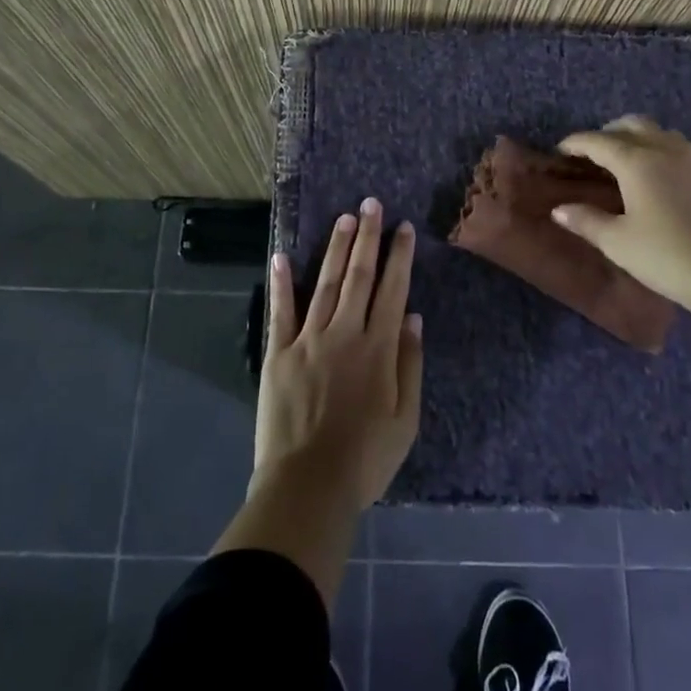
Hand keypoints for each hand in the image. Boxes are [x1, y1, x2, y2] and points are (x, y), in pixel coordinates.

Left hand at [254, 198, 423, 509]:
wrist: (308, 486)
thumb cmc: (364, 459)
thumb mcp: (405, 419)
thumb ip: (410, 364)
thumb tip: (412, 317)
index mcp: (378, 348)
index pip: (392, 290)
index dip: (399, 257)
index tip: (403, 228)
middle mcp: (344, 333)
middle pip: (358, 275)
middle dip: (367, 237)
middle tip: (371, 204)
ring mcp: (308, 339)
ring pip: (325, 283)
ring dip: (336, 249)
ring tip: (345, 218)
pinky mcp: (278, 353)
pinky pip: (280, 311)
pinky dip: (282, 282)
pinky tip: (282, 255)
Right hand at [551, 115, 690, 313]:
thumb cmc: (668, 256)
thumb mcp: (618, 242)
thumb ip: (587, 221)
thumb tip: (560, 209)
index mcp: (636, 161)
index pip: (598, 141)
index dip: (575, 144)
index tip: (559, 152)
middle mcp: (663, 150)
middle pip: (631, 125)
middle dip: (607, 133)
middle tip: (591, 154)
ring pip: (657, 133)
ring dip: (635, 138)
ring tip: (622, 162)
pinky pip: (674, 149)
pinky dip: (655, 151)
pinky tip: (652, 179)